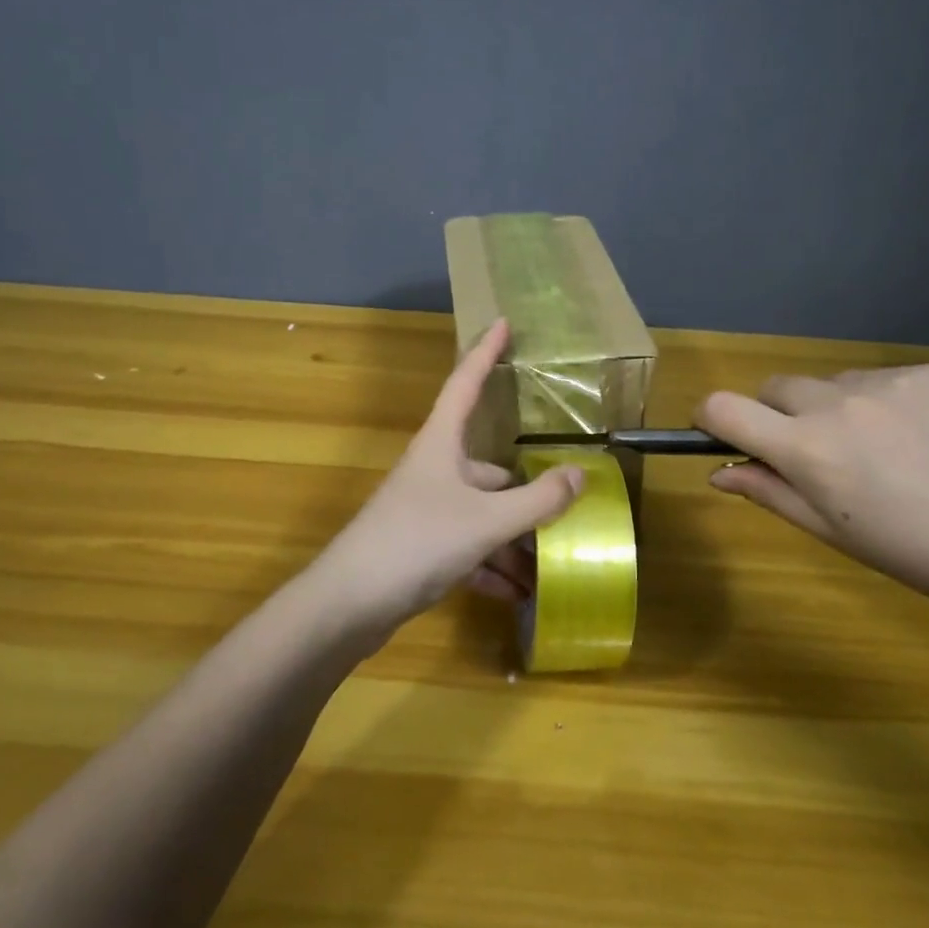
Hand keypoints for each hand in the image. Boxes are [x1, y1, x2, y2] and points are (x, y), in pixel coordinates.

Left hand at [299, 320, 583, 648]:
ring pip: (482, 515)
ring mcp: (425, 510)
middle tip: (566, 510)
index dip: (485, 352)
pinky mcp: (419, 547)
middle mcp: (433, 470)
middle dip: (526, 495)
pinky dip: (490, 567)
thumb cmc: (417, 543)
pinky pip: (467, 548)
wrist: (349, 605)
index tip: (503, 322)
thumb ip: (537, 500)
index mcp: (441, 445)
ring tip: (546, 569)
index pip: (466, 383)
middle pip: (489, 469)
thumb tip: (579, 474)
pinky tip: (515, 594)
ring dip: (512, 541)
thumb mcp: (486, 520)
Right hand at [696, 364, 928, 620]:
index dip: (712, 418)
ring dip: (839, 408)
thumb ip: (771, 493)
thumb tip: (719, 474)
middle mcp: (838, 401)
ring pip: (837, 383)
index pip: (724, 408)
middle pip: (777, 387)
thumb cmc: (925, 556)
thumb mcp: (837, 534)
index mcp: (807, 448)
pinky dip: (891, 403)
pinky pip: (889, 378)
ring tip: (891, 452)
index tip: (724, 435)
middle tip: (820, 456)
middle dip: (779, 415)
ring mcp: (892, 380)